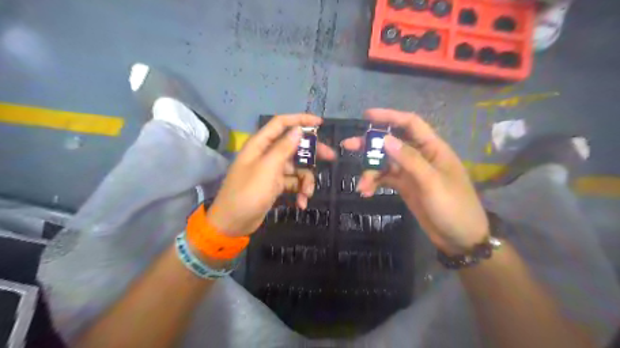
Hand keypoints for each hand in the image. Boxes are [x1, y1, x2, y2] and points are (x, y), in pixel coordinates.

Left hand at [207, 114, 333, 236]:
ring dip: (306, 180)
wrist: (233, 223)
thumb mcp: (268, 168)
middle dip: (312, 153)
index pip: (281, 123)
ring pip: (297, 167)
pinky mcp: (275, 185)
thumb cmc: (248, 192)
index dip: (300, 120)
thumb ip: (284, 148)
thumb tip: (298, 129)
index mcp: (260, 145)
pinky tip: (301, 203)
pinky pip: (293, 182)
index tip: (320, 123)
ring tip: (308, 194)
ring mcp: (272, 171)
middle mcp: (267, 154)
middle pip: (294, 146)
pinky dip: (299, 191)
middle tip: (331, 157)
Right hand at [341, 108, 486, 254]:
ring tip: (361, 185)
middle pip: (392, 143)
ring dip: (371, 171)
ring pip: (385, 163)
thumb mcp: (431, 182)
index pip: (410, 124)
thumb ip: (409, 159)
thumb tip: (385, 139)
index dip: (389, 116)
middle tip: (348, 146)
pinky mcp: (405, 186)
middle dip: (370, 144)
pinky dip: (374, 183)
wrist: (460, 238)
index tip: (366, 116)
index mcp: (432, 149)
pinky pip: (385, 179)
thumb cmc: (453, 207)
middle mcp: (420, 156)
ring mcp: (411, 172)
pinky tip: (366, 192)